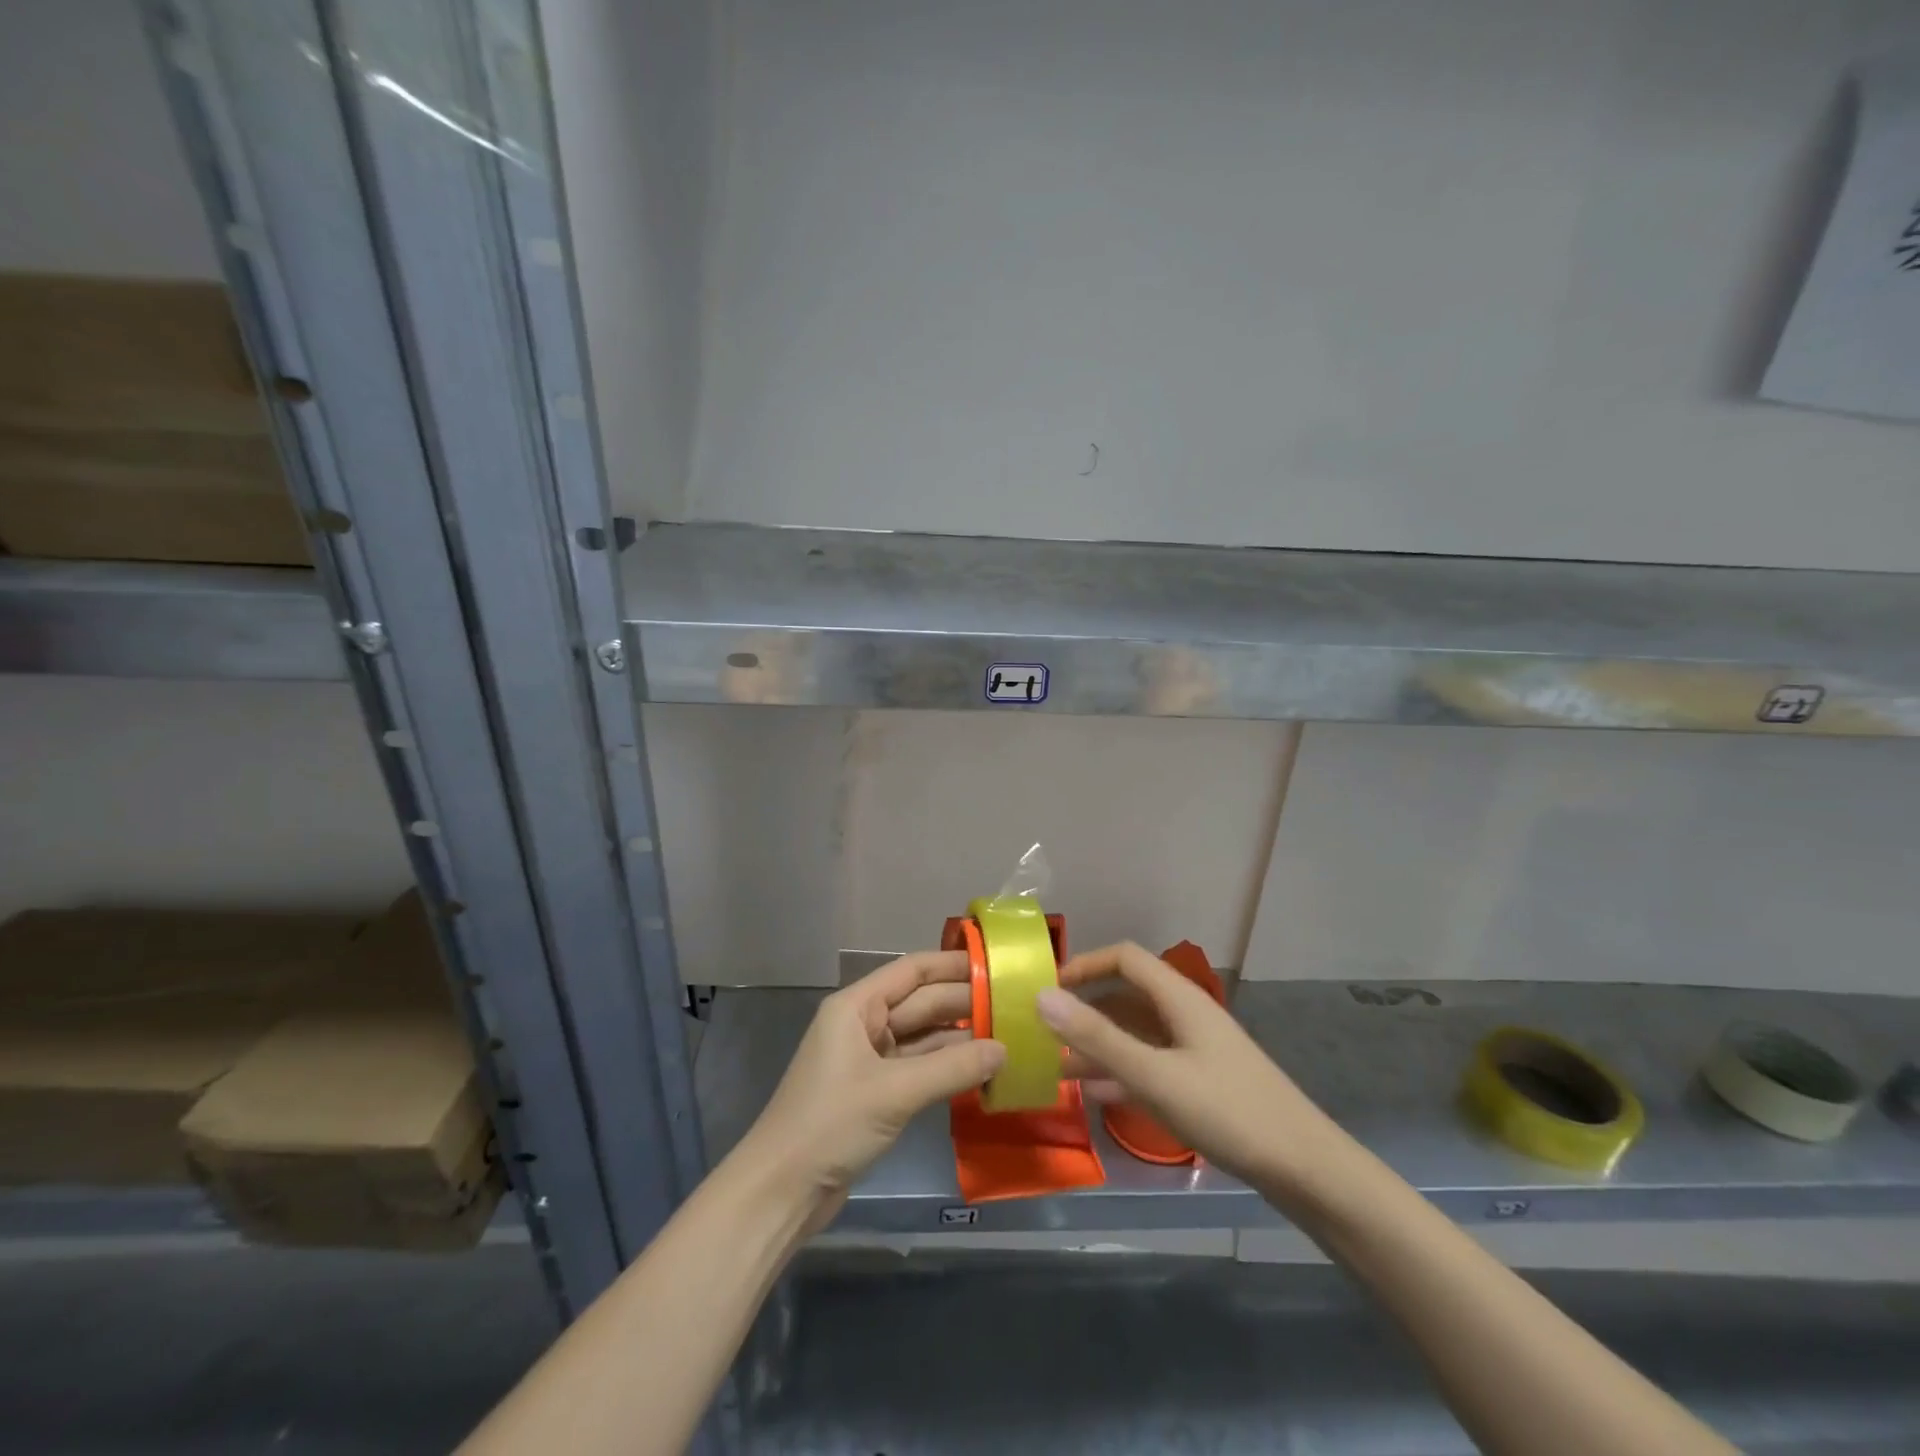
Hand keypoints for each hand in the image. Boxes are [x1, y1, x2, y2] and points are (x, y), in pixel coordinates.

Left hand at [739, 950, 1004, 1226]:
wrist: (782, 1190)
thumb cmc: (831, 1123)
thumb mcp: (894, 1092)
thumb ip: (952, 1068)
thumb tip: (1005, 1049)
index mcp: (857, 1006)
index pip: (912, 970)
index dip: (952, 965)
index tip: (995, 964)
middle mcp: (863, 1024)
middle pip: (921, 1003)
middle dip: (964, 1003)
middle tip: (1015, 1005)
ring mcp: (870, 1059)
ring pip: (923, 1037)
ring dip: (960, 1038)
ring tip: (1008, 1034)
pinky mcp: (876, 1092)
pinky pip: (919, 1068)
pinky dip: (947, 1068)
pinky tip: (981, 1070)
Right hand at [1037, 942, 1339, 1191]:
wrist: (1305, 1170)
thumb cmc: (1228, 1111)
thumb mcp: (1155, 1075)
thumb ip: (1098, 1037)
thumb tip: (1041, 996)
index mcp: (1178, 998)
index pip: (1124, 958)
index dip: (1084, 964)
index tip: (1047, 989)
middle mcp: (1184, 1015)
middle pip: (1125, 996)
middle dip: (1083, 1010)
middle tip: (1042, 1033)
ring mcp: (1193, 1050)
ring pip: (1134, 1035)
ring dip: (1097, 1045)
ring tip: (1055, 1067)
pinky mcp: (1199, 1082)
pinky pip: (1148, 1065)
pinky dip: (1118, 1072)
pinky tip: (1092, 1095)